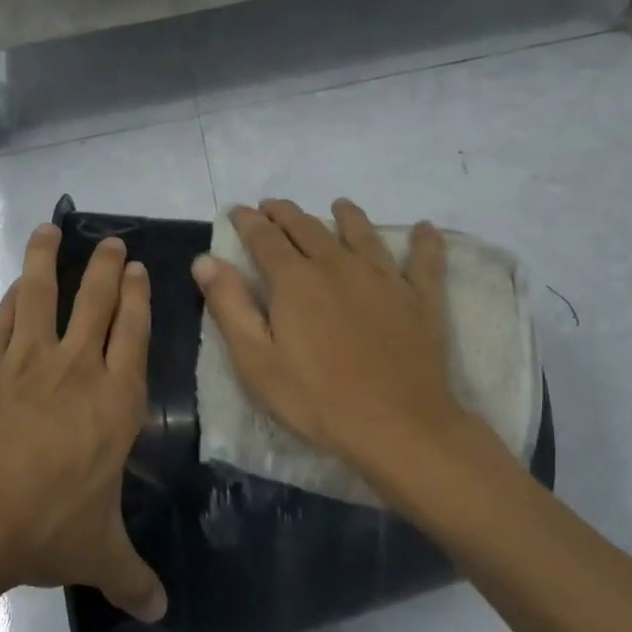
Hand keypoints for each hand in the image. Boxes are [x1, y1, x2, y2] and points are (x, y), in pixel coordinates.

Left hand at [0, 223, 166, 621]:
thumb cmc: (43, 529)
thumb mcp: (97, 555)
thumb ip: (132, 577)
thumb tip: (161, 613)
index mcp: (115, 402)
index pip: (134, 334)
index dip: (138, 298)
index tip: (138, 269)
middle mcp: (75, 370)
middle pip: (95, 302)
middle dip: (106, 267)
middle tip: (111, 242)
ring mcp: (25, 363)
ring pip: (41, 295)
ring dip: (49, 260)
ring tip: (50, 229)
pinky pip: (2, 322)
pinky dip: (12, 298)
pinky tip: (15, 285)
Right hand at [192, 198, 469, 479]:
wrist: (397, 426)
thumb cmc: (317, 400)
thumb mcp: (257, 362)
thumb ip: (230, 306)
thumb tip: (206, 259)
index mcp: (295, 280)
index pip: (265, 238)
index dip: (248, 221)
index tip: (238, 210)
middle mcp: (338, 266)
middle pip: (309, 228)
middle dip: (287, 214)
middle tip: (274, 206)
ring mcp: (384, 279)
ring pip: (362, 234)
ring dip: (348, 216)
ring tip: (339, 204)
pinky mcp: (420, 299)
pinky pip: (425, 261)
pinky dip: (424, 242)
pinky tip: (425, 228)